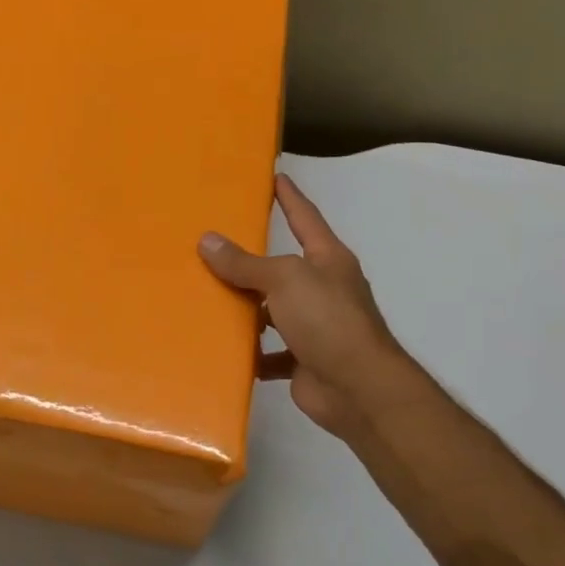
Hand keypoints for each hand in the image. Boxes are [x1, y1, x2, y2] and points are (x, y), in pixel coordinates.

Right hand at [200, 175, 411, 443]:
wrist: (358, 389)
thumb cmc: (327, 320)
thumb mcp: (284, 280)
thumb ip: (245, 263)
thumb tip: (207, 240)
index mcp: (328, 260)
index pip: (305, 218)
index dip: (289, 197)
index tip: (274, 176)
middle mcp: (324, 289)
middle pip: (282, 268)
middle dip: (252, 261)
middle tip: (213, 245)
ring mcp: (315, 327)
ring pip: (273, 311)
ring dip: (246, 310)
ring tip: (206, 299)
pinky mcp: (304, 360)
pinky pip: (270, 352)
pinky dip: (251, 352)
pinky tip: (223, 348)